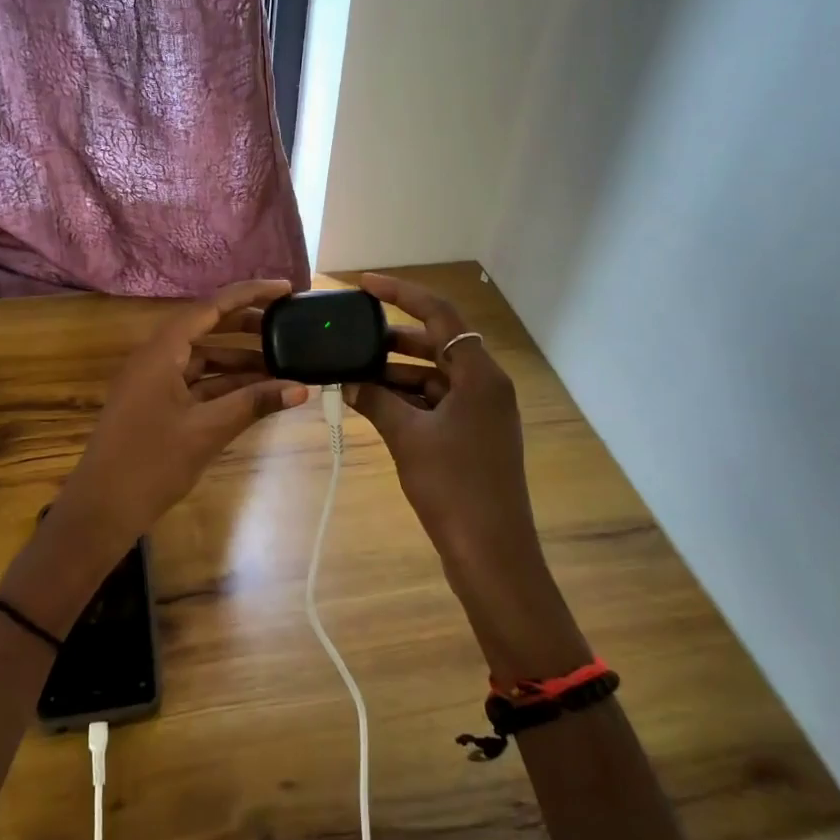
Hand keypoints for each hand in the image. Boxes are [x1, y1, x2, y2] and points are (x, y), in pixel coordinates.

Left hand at [0, 280, 308, 631]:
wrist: (101, 509)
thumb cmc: (151, 463)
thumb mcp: (208, 431)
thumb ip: (254, 404)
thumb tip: (301, 388)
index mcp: (162, 351)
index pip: (211, 307)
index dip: (250, 294)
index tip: (286, 289)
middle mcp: (156, 357)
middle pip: (207, 328)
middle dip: (248, 327)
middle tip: (288, 327)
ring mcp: (154, 381)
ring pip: (204, 358)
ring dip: (240, 361)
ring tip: (281, 364)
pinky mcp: (156, 404)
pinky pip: (196, 382)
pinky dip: (225, 385)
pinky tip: (256, 393)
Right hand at [348, 273, 588, 676]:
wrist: (491, 555)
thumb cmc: (454, 487)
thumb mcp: (408, 438)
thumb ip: (376, 401)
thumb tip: (347, 382)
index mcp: (480, 375)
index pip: (440, 315)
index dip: (401, 293)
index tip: (365, 284)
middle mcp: (485, 385)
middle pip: (437, 343)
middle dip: (392, 338)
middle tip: (350, 335)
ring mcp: (481, 412)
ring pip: (433, 375)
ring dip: (395, 372)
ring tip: (351, 371)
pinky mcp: (473, 436)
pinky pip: (436, 402)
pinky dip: (406, 399)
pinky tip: (371, 402)